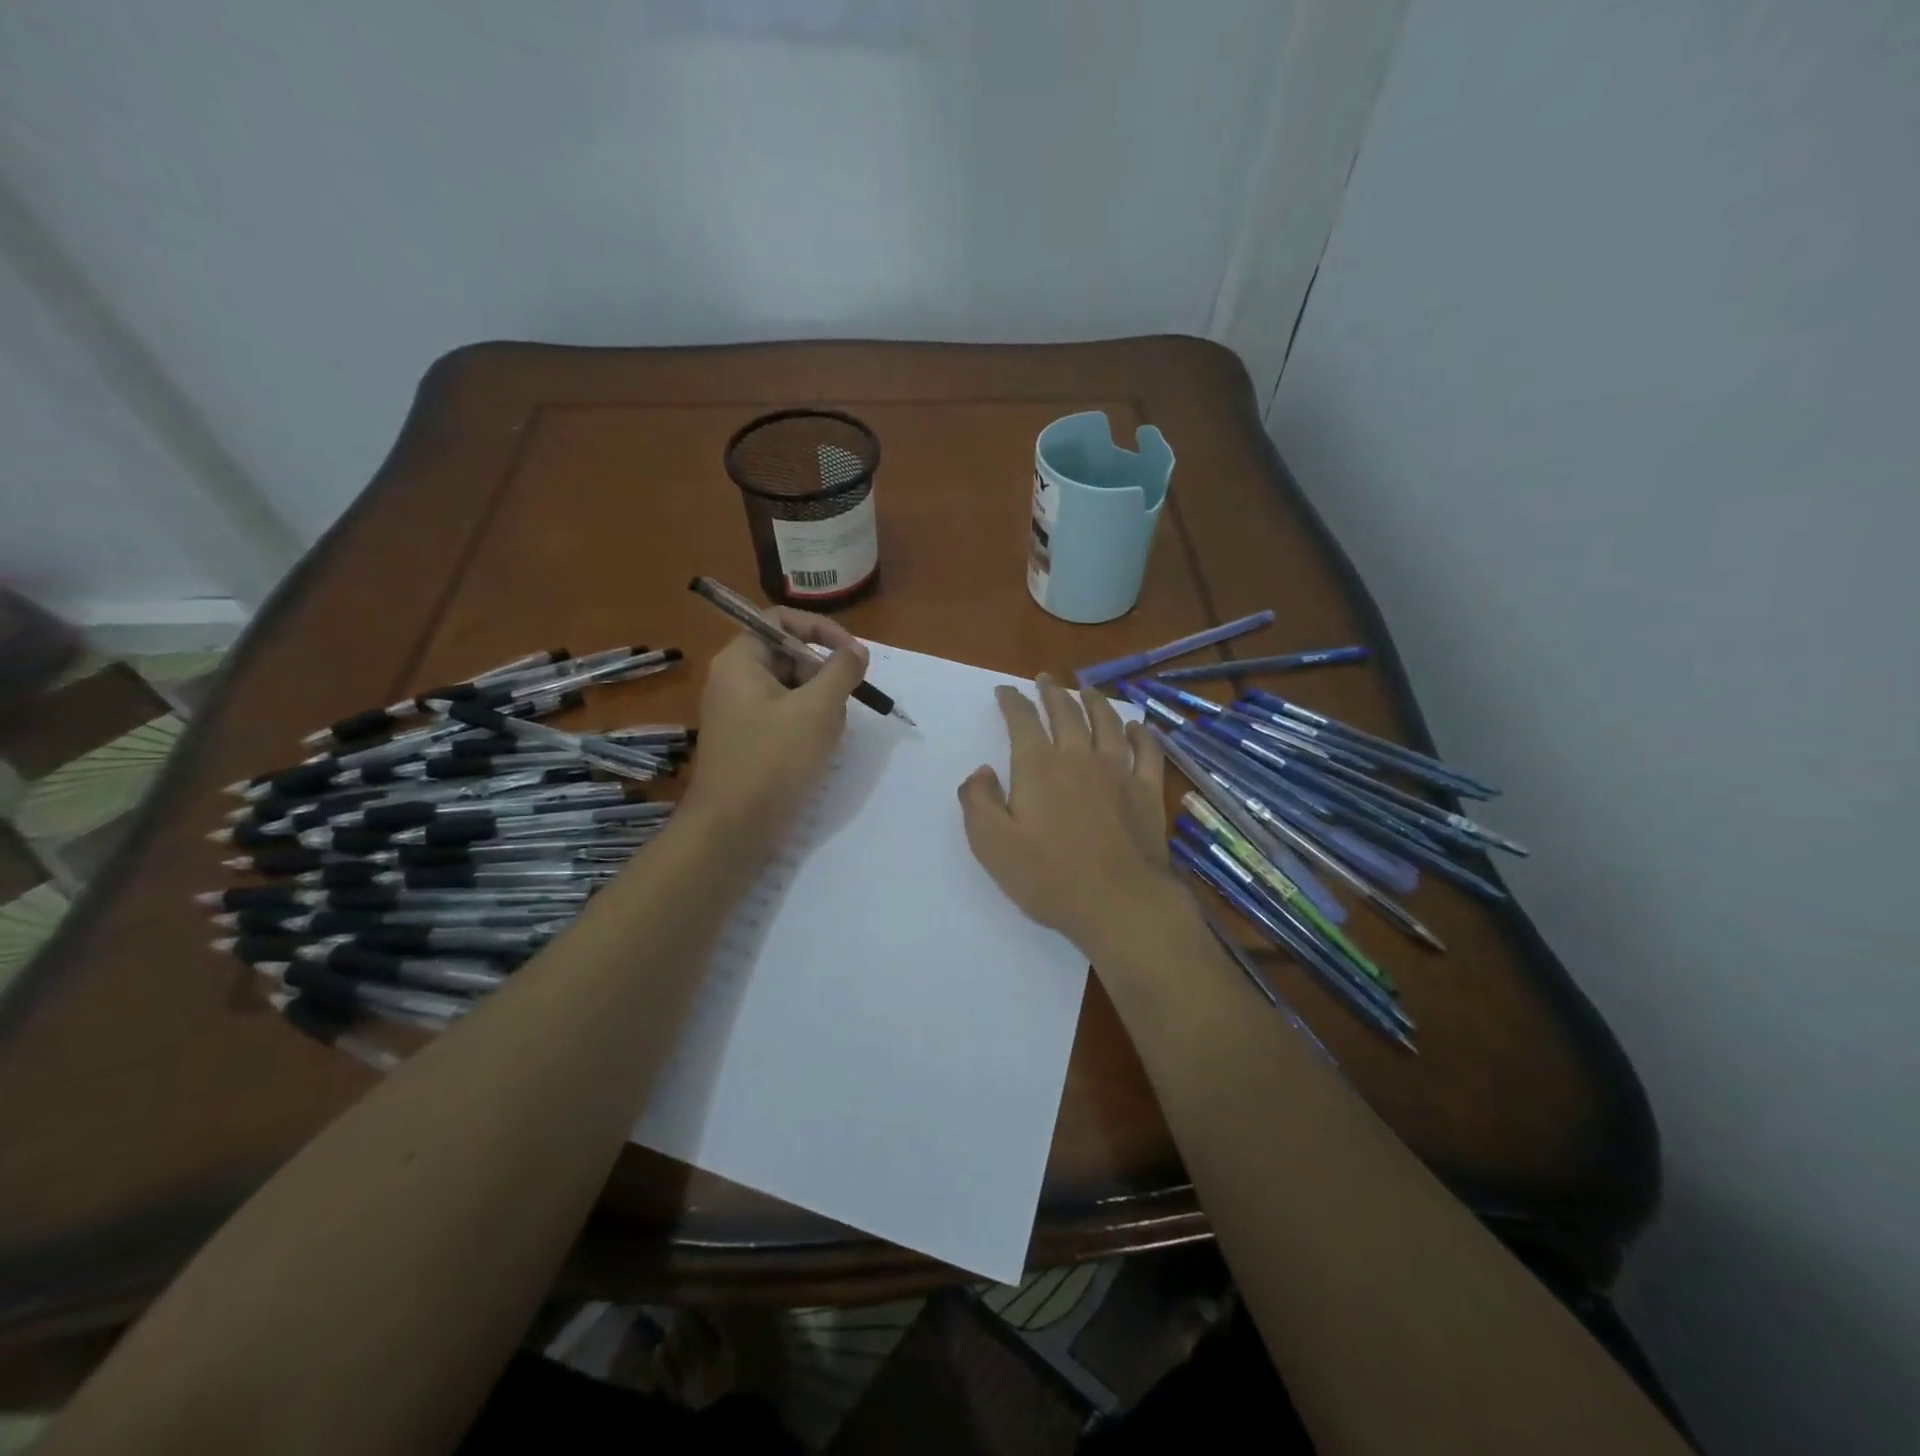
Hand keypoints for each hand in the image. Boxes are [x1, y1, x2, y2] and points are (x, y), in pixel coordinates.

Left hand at [679, 607, 868, 851]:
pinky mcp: (748, 740)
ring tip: (827, 735)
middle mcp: (734, 680)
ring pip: (792, 690)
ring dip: (820, 705)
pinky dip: (807, 726)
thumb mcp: (817, 709)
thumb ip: (841, 672)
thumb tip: (856, 651)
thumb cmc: (773, 760)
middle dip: (823, 675)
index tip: (852, 654)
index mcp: (739, 661)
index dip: (821, 628)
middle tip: (843, 704)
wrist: (733, 828)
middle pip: (789, 655)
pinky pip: (785, 717)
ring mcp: (739, 712)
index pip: (781, 619)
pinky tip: (816, 751)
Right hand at [958, 673, 1182, 957]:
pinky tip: (1136, 727)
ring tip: (1087, 691)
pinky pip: (1147, 751)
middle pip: (1066, 713)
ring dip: (1095, 702)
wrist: (1119, 902)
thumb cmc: (1049, 877)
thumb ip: (979, 802)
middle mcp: (1079, 757)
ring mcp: (1118, 772)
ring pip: (1107, 723)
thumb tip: (982, 772)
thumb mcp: (992, 845)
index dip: (1012, 701)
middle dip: (1052, 692)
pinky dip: (1140, 734)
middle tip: (1045, 679)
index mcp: (1039, 767)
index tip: (1005, 691)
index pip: (1022, 721)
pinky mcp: (1146, 791)